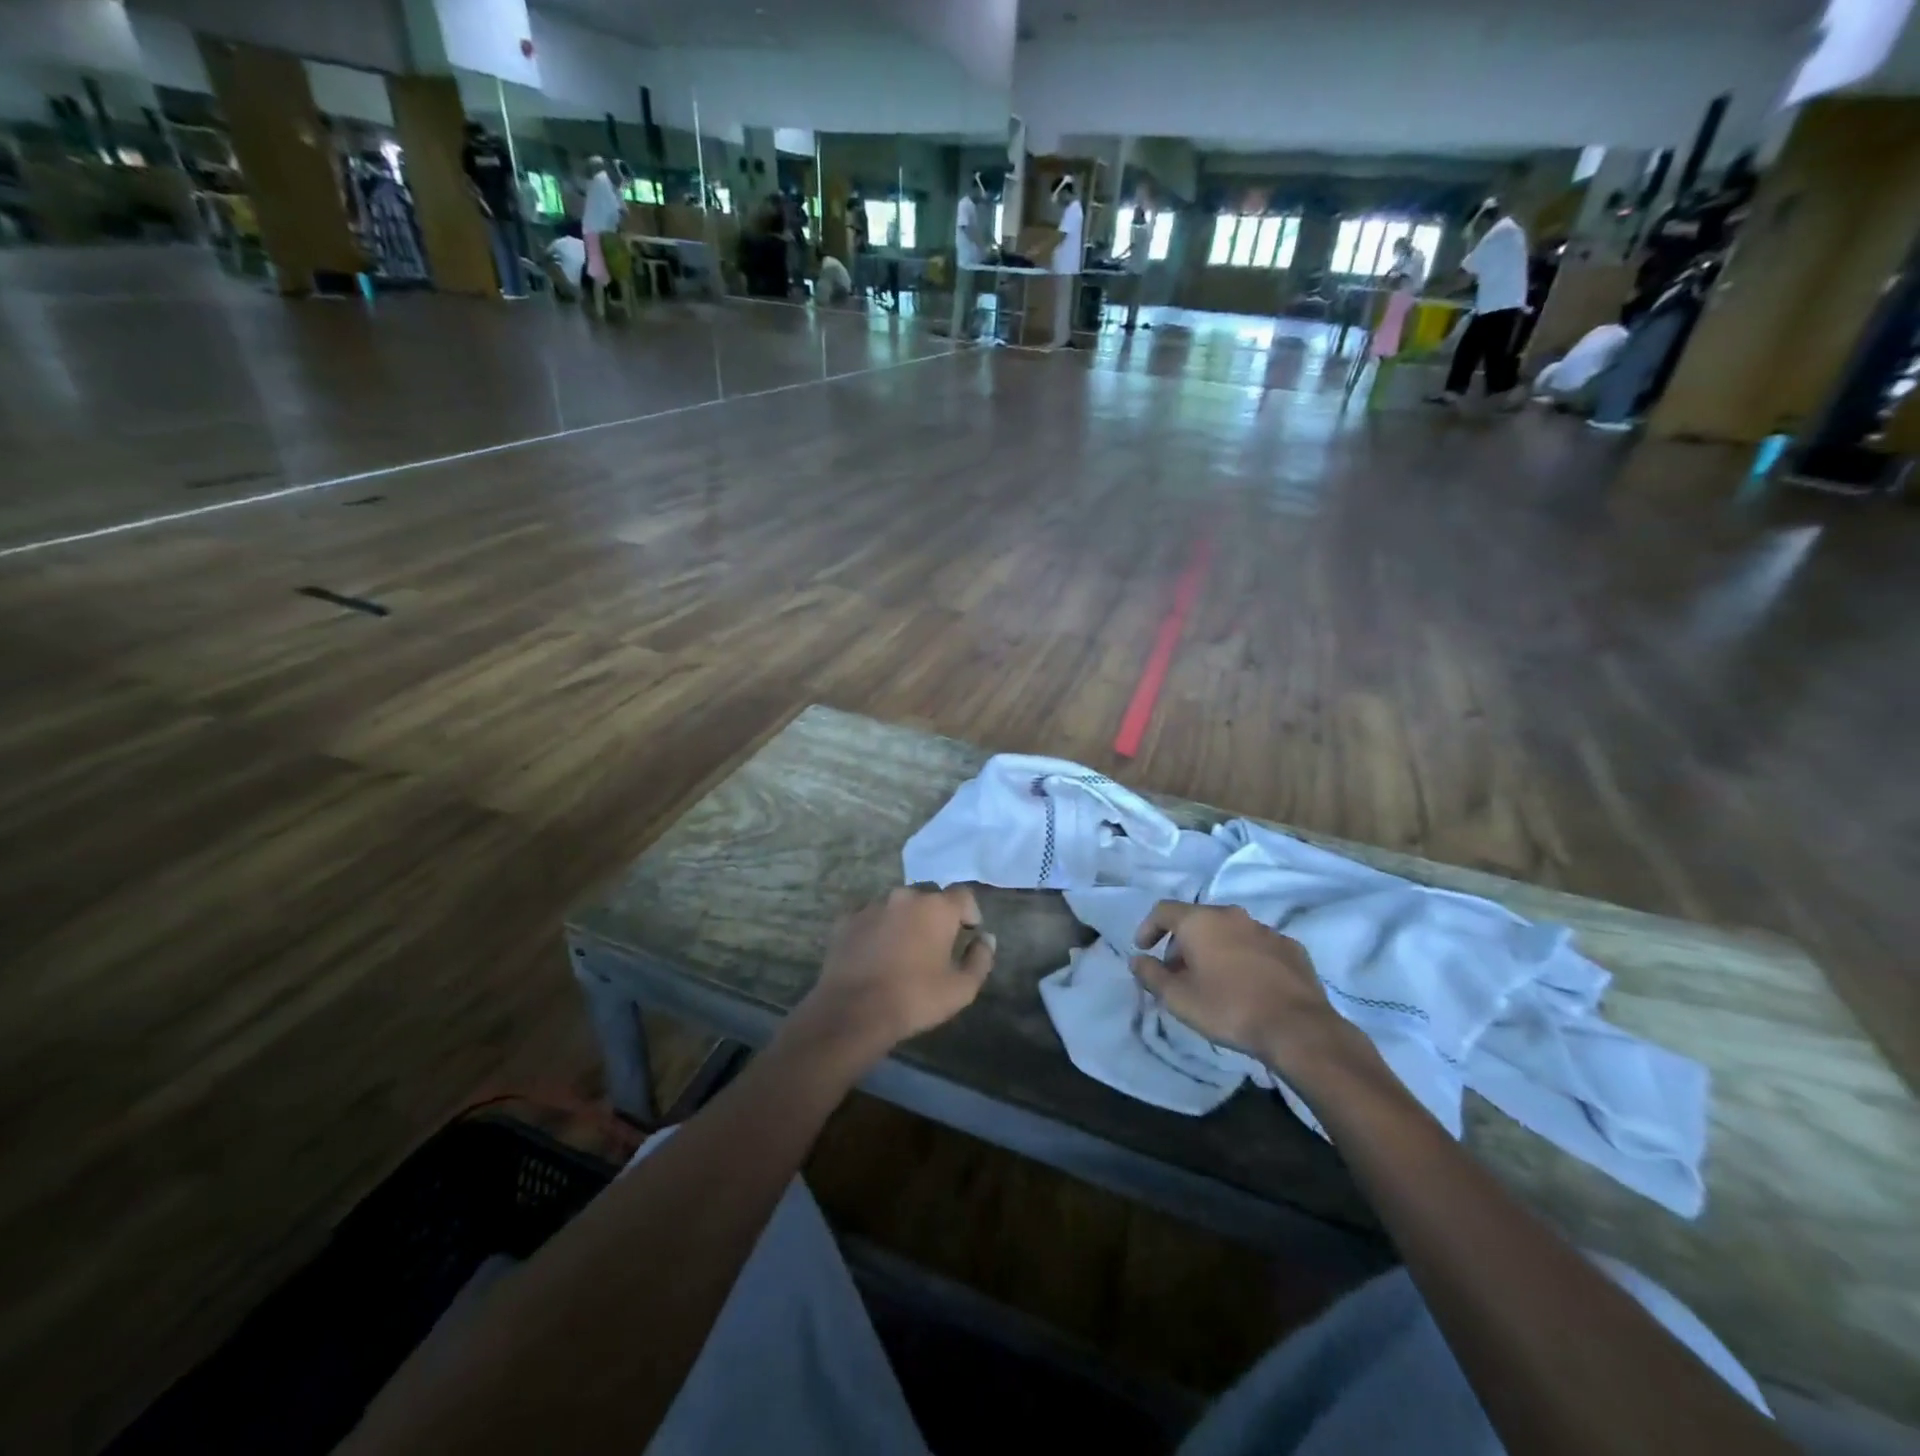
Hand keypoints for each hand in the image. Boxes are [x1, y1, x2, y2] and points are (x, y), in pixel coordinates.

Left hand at [795, 886, 995, 1064]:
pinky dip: (880, 928)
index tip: (968, 932)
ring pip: (898, 904)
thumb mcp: (962, 988)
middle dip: (937, 913)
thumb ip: (980, 959)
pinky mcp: (848, 920)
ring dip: (906, 919)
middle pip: (929, 895)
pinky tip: (877, 953)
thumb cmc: (915, 998)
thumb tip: (986, 939)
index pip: (963, 894)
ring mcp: (873, 905)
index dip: (969, 911)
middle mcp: (905, 896)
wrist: (853, 1011)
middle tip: (936, 941)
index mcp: (937, 907)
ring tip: (904, 948)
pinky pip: (872, 917)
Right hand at [1129, 902, 1366, 1077]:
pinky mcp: (1291, 947)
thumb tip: (1137, 960)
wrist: (1297, 1028)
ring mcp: (1265, 929)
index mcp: (1201, 921)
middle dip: (1181, 942)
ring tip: (1212, 980)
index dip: (1148, 927)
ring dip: (1214, 949)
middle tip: (1177, 972)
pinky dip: (1243, 957)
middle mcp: (1232, 915)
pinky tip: (1247, 984)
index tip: (1144, 950)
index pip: (1163, 910)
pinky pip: (1256, 945)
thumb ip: (1151, 975)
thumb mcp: (1178, 998)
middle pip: (1197, 919)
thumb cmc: (1228, 1008)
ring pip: (1229, 931)